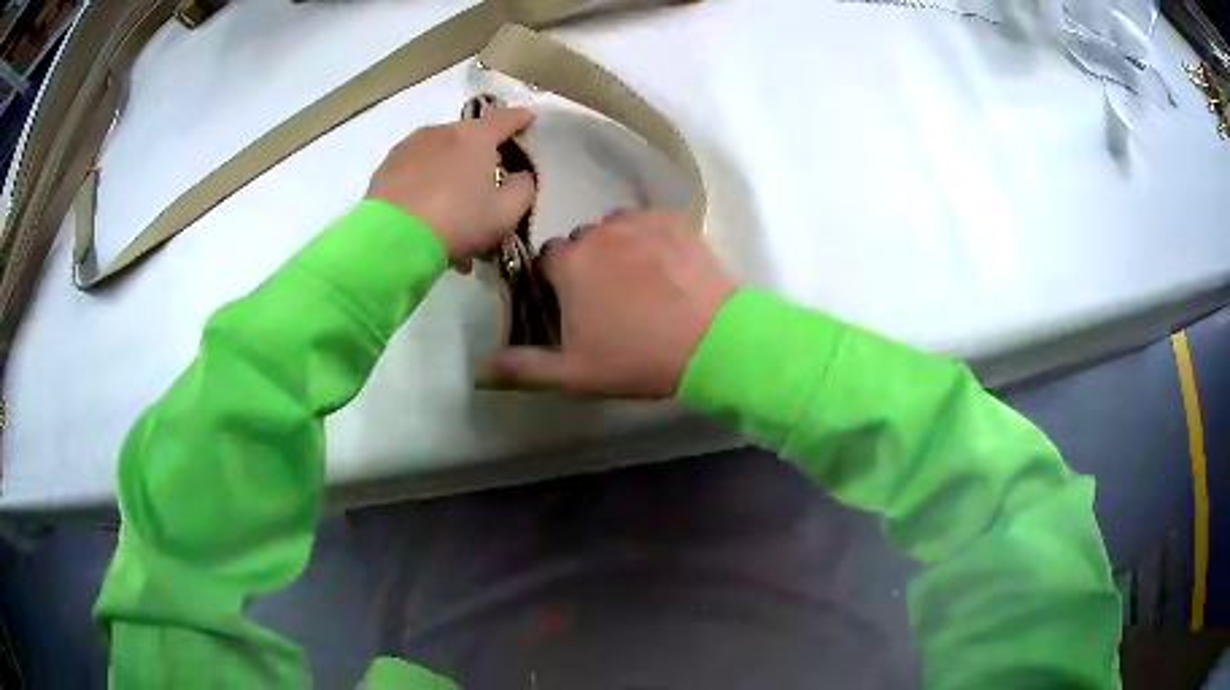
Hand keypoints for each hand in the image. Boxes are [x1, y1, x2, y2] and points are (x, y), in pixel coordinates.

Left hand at [366, 108, 535, 270]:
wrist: (391, 239)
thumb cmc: (456, 222)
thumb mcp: (505, 214)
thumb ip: (523, 189)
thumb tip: (521, 176)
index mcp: (475, 137)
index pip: (505, 118)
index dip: (520, 118)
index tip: (529, 118)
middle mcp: (441, 132)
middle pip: (468, 136)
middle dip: (479, 152)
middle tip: (484, 179)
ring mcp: (410, 146)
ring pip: (439, 152)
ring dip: (449, 169)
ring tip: (449, 203)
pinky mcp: (386, 166)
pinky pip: (415, 168)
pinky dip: (424, 182)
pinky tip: (425, 210)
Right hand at [477, 211, 738, 397]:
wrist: (713, 343)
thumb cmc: (637, 358)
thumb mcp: (573, 373)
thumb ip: (522, 367)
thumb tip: (477, 369)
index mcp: (569, 262)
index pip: (546, 260)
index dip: (557, 284)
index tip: (574, 308)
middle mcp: (598, 231)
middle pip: (580, 244)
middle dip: (587, 267)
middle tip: (611, 302)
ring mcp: (639, 222)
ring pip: (614, 230)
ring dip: (617, 249)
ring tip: (641, 284)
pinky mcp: (674, 221)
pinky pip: (648, 224)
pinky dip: (649, 240)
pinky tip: (665, 268)